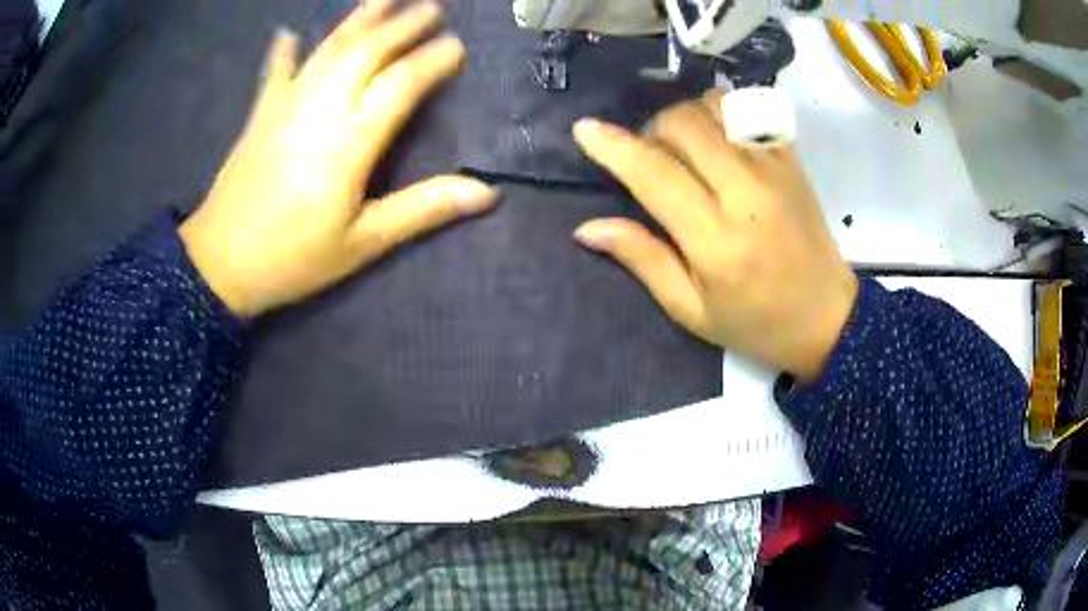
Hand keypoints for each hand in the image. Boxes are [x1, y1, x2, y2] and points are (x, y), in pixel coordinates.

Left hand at [180, 0, 497, 317]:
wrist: (219, 265)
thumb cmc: (294, 259)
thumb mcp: (363, 243)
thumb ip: (422, 210)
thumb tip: (485, 192)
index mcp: (349, 144)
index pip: (400, 86)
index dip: (431, 62)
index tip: (456, 47)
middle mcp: (319, 111)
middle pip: (366, 54)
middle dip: (401, 27)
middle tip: (431, 8)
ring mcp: (285, 107)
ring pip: (328, 51)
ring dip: (358, 20)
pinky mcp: (260, 115)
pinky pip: (275, 72)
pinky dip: (284, 51)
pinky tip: (289, 32)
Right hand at [572, 92, 857, 381]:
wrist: (829, 320)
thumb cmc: (757, 324)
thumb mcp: (692, 310)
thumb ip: (643, 260)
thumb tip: (588, 228)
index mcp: (715, 240)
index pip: (654, 174)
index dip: (613, 147)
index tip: (584, 130)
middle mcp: (746, 193)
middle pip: (684, 124)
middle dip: (651, 129)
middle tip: (649, 157)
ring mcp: (774, 170)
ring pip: (716, 108)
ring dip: (686, 117)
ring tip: (683, 147)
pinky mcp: (792, 162)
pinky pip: (750, 113)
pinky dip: (721, 113)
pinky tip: (717, 139)